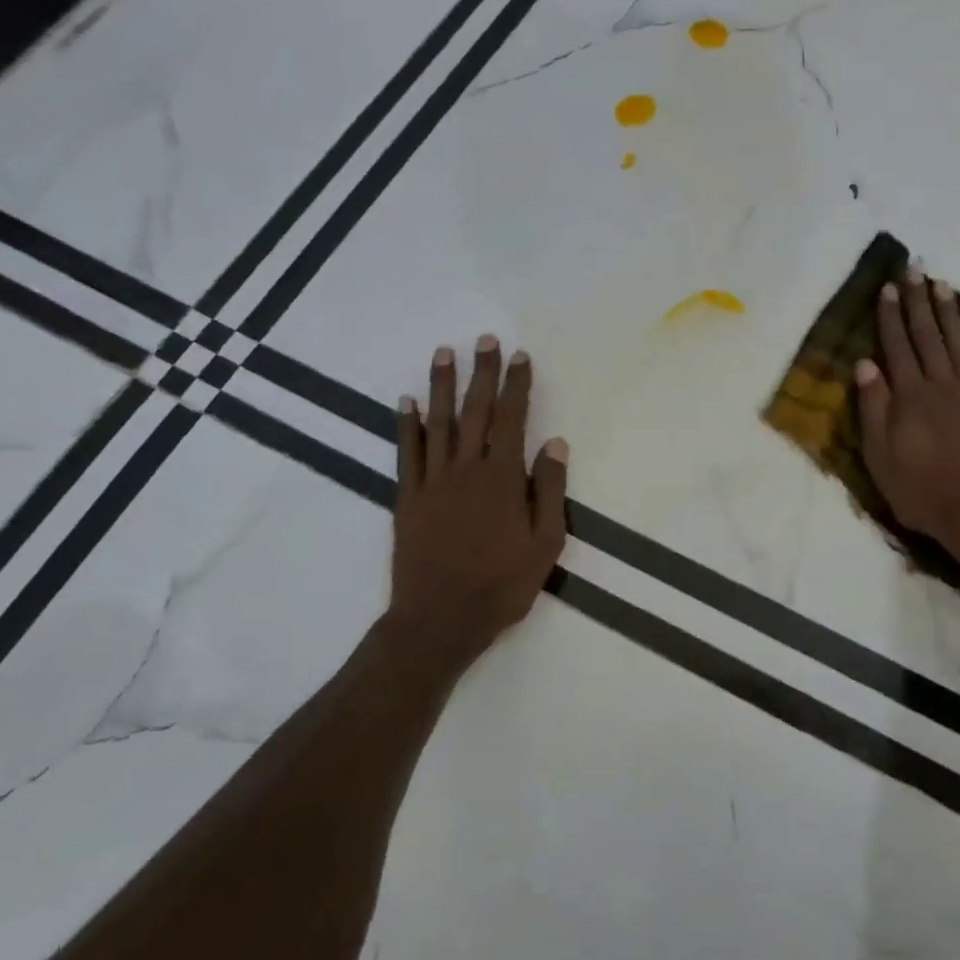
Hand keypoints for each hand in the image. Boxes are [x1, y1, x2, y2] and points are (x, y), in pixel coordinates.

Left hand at [390, 336, 568, 664]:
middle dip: (481, 373)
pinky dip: (406, 425)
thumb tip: (555, 443)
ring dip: (441, 386)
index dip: (516, 385)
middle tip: (484, 339)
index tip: (520, 356)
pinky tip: (405, 401)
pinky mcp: (408, 498)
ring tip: (444, 353)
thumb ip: (549, 490)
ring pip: (437, 423)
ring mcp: (432, 482)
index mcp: (502, 478)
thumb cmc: (501, 585)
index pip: (512, 419)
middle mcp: (466, 469)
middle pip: (474, 411)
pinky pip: (407, 452)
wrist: (440, 619)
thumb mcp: (545, 544)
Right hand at [855, 269, 959, 563]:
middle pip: (928, 338)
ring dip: (950, 314)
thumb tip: (865, 364)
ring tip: (944, 285)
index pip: (897, 348)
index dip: (891, 317)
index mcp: (910, 398)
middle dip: (919, 303)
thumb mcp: (880, 457)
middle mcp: (942, 386)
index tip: (887, 288)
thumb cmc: (922, 492)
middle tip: (915, 270)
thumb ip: (873, 409)